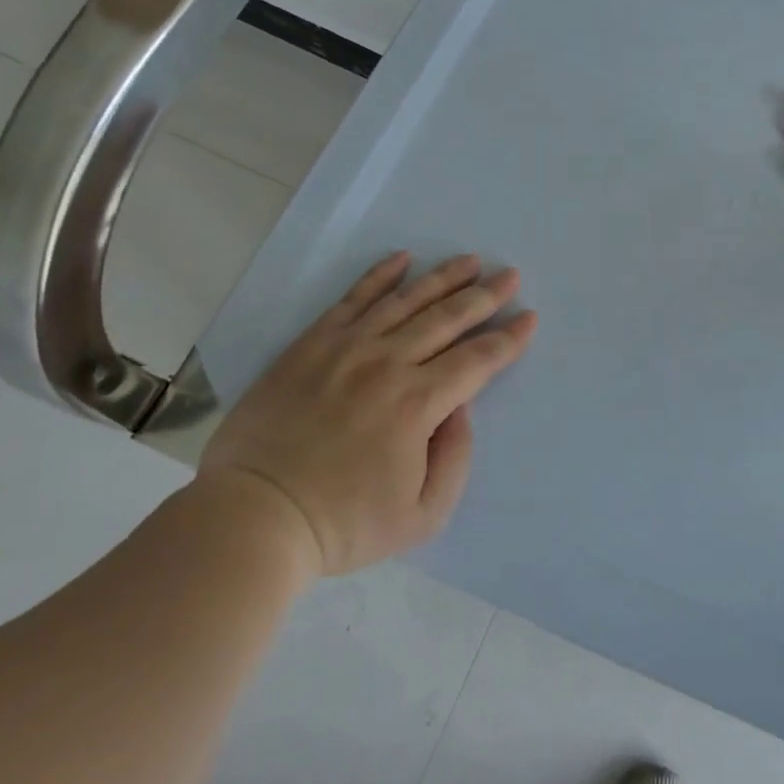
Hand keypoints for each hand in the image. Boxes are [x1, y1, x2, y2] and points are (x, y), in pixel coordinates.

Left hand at [198, 252, 536, 575]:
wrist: (254, 515)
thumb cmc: (344, 524)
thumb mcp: (422, 515)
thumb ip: (455, 457)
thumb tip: (461, 408)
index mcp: (418, 405)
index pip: (477, 360)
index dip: (508, 338)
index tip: (529, 317)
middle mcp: (387, 364)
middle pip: (447, 319)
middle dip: (485, 296)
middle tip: (510, 276)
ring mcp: (346, 349)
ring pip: (406, 300)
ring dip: (443, 277)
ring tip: (469, 260)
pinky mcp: (311, 345)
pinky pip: (352, 299)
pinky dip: (379, 276)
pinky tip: (401, 259)